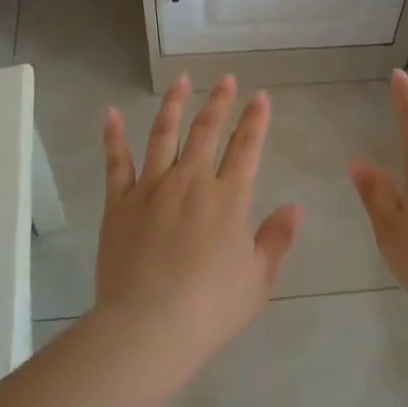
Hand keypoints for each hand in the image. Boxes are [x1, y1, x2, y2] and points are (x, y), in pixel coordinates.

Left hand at [95, 76, 302, 368]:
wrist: (149, 327)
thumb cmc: (210, 308)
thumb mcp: (257, 280)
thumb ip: (276, 239)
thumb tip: (295, 208)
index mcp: (228, 198)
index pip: (246, 148)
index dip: (255, 120)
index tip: (260, 97)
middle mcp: (190, 181)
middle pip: (206, 131)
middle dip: (219, 102)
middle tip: (226, 79)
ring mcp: (151, 187)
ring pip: (163, 134)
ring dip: (174, 104)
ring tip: (181, 80)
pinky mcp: (119, 202)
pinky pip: (116, 162)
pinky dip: (114, 135)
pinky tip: (112, 113)